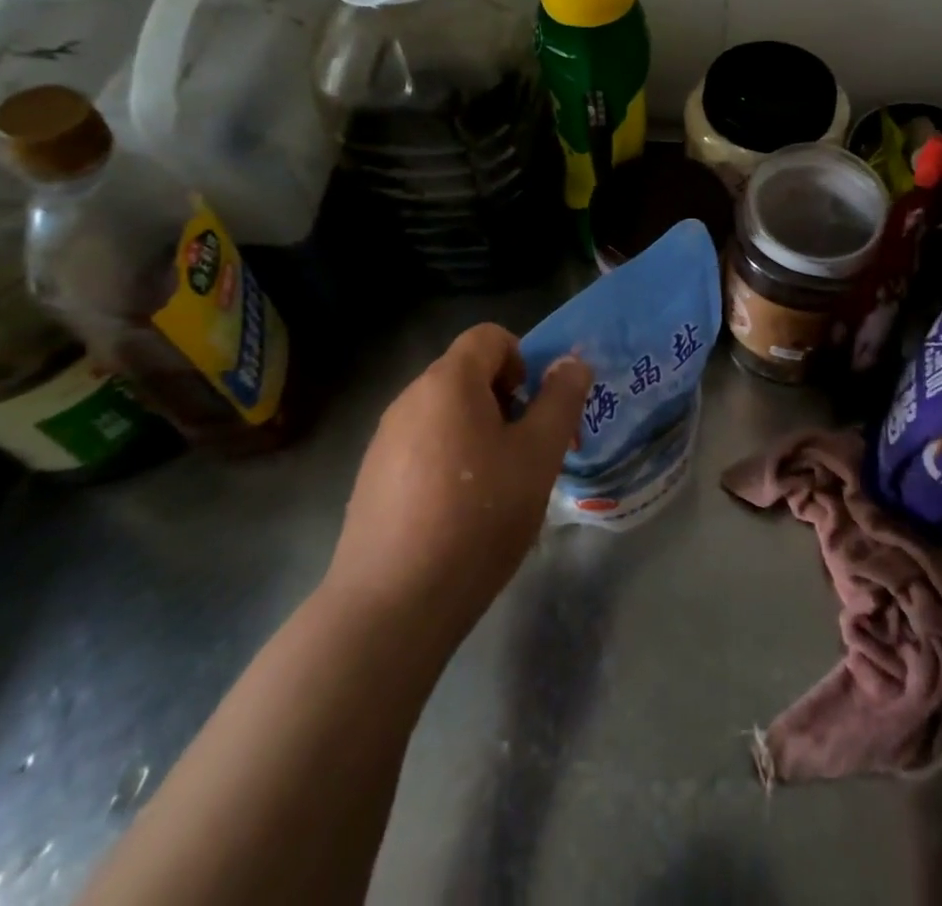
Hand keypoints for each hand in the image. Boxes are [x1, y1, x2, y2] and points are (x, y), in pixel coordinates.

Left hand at [324, 324, 590, 647]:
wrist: (391, 605)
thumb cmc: (478, 516)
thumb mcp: (538, 455)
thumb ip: (560, 400)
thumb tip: (571, 363)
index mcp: (448, 382)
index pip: (489, 337)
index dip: (523, 359)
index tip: (535, 409)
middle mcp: (409, 399)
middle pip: (466, 375)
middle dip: (505, 402)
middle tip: (527, 452)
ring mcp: (384, 441)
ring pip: (445, 414)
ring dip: (479, 434)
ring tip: (496, 489)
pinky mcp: (370, 480)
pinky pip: (421, 448)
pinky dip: (448, 462)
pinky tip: (458, 515)